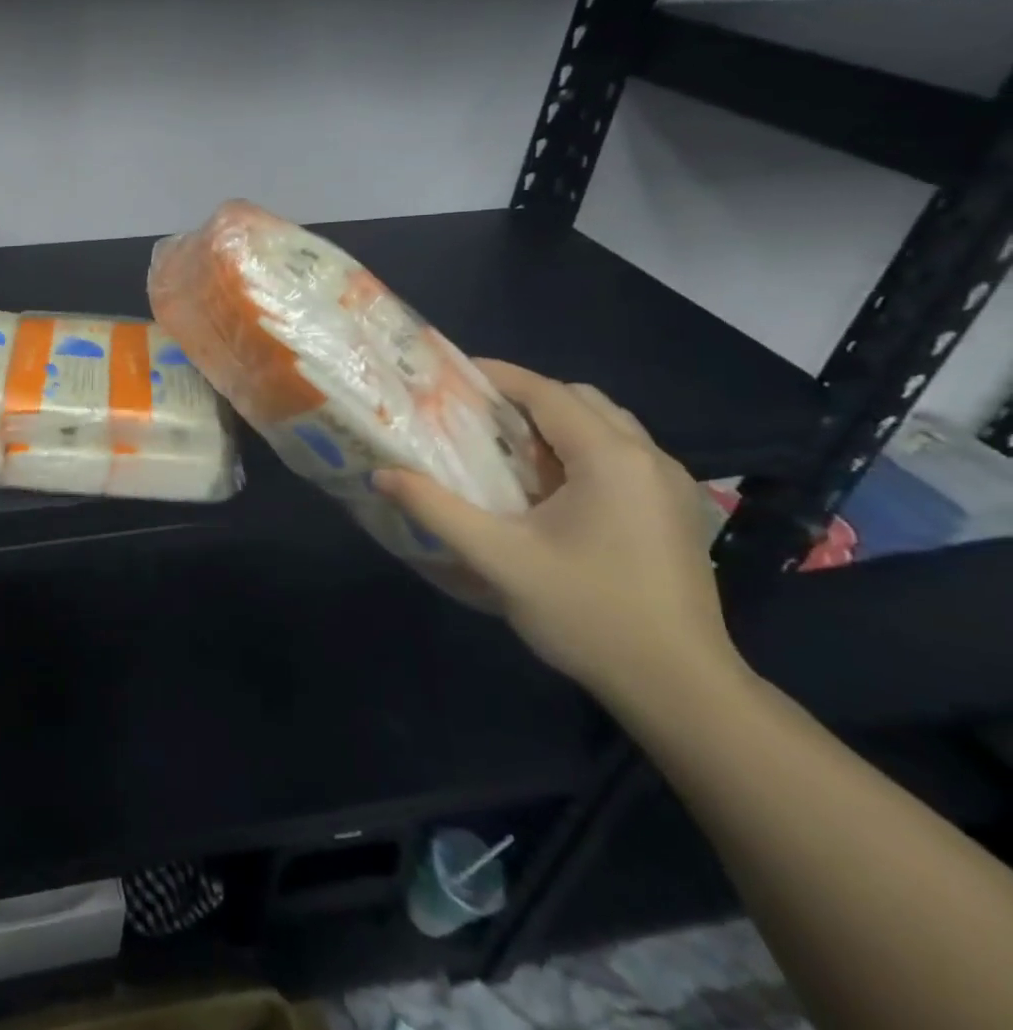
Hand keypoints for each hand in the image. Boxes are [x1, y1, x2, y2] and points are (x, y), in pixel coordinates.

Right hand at [375, 360, 739, 705]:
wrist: (681, 688)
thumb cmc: (588, 614)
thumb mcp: (498, 559)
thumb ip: (436, 509)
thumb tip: (382, 474)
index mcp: (610, 458)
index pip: (546, 391)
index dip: (496, 375)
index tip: (447, 375)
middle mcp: (648, 457)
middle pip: (579, 399)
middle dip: (524, 396)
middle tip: (472, 414)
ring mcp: (669, 485)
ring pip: (605, 425)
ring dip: (554, 422)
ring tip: (504, 445)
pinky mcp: (675, 511)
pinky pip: (621, 453)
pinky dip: (579, 448)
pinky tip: (548, 486)